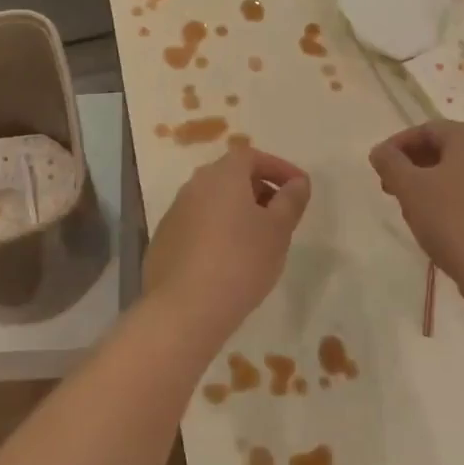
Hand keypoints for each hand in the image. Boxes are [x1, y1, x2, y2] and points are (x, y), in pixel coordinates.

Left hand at [145, 143, 310, 338]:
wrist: (185, 308)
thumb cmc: (240, 261)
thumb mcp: (278, 230)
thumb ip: (291, 201)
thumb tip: (298, 182)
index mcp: (221, 175)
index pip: (252, 156)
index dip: (278, 168)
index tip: (299, 188)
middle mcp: (194, 185)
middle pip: (231, 176)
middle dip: (259, 189)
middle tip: (282, 215)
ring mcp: (175, 212)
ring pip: (213, 201)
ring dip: (238, 212)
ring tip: (259, 240)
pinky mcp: (164, 240)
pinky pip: (198, 225)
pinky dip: (218, 231)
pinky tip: (230, 260)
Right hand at [369, 120, 463, 308]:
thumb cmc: (454, 223)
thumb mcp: (410, 190)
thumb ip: (390, 163)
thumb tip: (380, 151)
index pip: (427, 129)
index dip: (398, 144)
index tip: (379, 167)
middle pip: (446, 148)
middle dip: (414, 164)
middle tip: (392, 187)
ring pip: (462, 170)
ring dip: (432, 181)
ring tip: (413, 206)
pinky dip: (455, 196)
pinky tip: (441, 221)